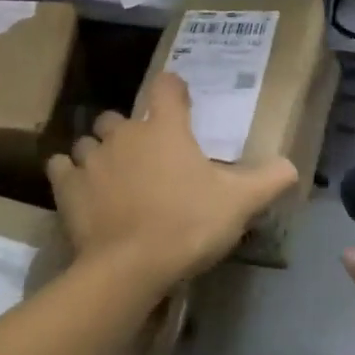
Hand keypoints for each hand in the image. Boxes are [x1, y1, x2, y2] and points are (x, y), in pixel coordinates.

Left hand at [48, 74, 299, 288]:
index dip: (174, 90)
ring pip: (90, 140)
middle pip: (121, 116)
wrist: (130, 268)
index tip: (180, 104)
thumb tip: (292, 166)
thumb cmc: (188, 225)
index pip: (166, 86)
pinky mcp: (67, 187)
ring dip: (100, 151)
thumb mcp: (240, 203)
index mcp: (166, 128)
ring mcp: (92, 159)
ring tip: (113, 174)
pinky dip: (70, 172)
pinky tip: (81, 187)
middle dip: (131, 129)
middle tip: (147, 155)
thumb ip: (269, 180)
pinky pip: (62, 167)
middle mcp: (125, 133)